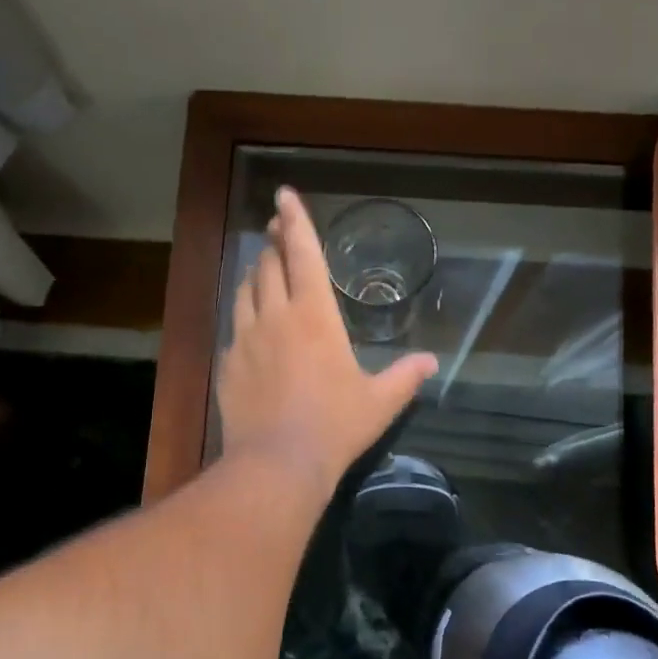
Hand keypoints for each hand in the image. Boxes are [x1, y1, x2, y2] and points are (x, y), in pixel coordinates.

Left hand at [216, 187, 437, 495]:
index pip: (303, 253)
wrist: (277, 464)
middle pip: (268, 263)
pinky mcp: (227, 363)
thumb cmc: (335, 426)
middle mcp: (275, 315)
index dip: (295, 220)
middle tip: (277, 231)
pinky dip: (244, 314)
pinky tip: (250, 326)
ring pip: (245, 289)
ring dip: (256, 273)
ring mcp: (245, 338)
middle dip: (273, 242)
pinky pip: (233, 326)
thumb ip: (405, 377)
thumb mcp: (380, 402)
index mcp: (315, 315)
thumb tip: (431, 362)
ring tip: (264, 269)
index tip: (284, 195)